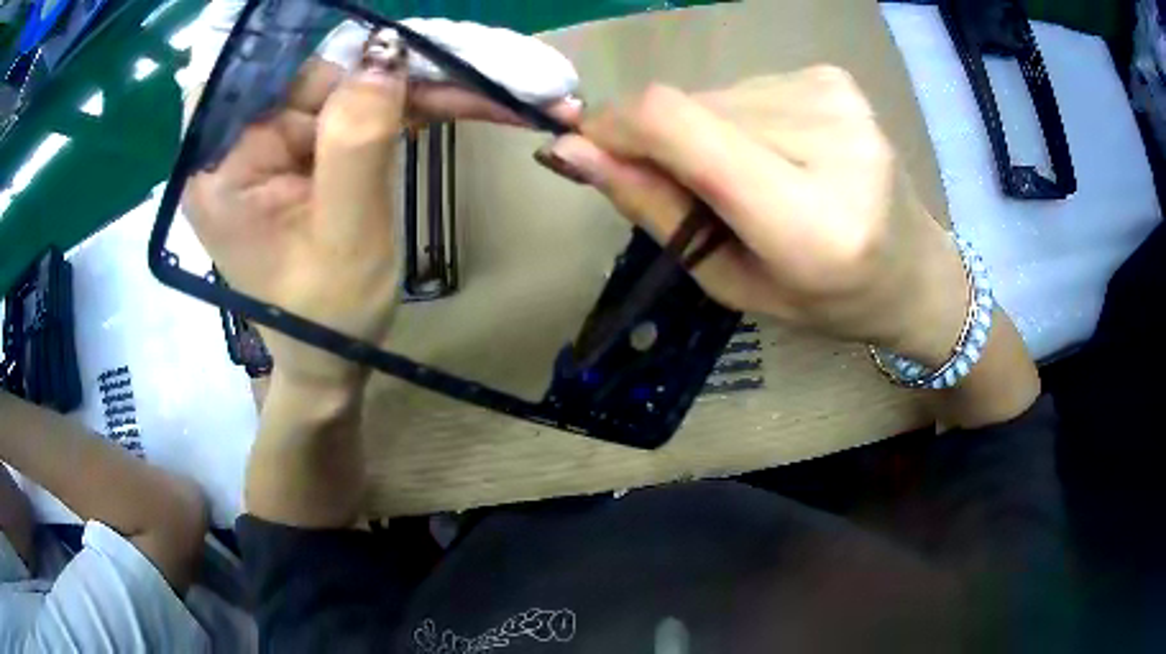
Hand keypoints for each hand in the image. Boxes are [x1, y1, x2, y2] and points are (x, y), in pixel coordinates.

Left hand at [183, 54, 579, 388]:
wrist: (334, 354)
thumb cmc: (329, 316)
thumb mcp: (346, 235)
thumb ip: (356, 140)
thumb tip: (383, 53)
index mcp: (220, 168)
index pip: (243, 66)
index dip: (301, 35)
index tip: (371, 39)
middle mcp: (236, 145)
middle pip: (305, 70)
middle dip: (378, 67)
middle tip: (459, 71)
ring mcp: (270, 145)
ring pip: (340, 82)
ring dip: (404, 85)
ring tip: (475, 93)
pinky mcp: (301, 149)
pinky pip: (351, 106)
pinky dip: (399, 105)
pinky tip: (444, 107)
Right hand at [536, 67, 968, 367]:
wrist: (912, 270)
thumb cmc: (826, 298)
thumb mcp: (732, 281)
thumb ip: (655, 210)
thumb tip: (573, 151)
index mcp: (809, 221)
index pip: (680, 125)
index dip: (617, 126)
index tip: (590, 148)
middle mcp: (829, 141)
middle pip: (691, 107)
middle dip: (663, 143)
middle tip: (695, 191)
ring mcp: (837, 98)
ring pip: (715, 95)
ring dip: (705, 133)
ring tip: (750, 178)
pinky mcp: (834, 78)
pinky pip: (748, 88)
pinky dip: (739, 119)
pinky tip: (778, 154)